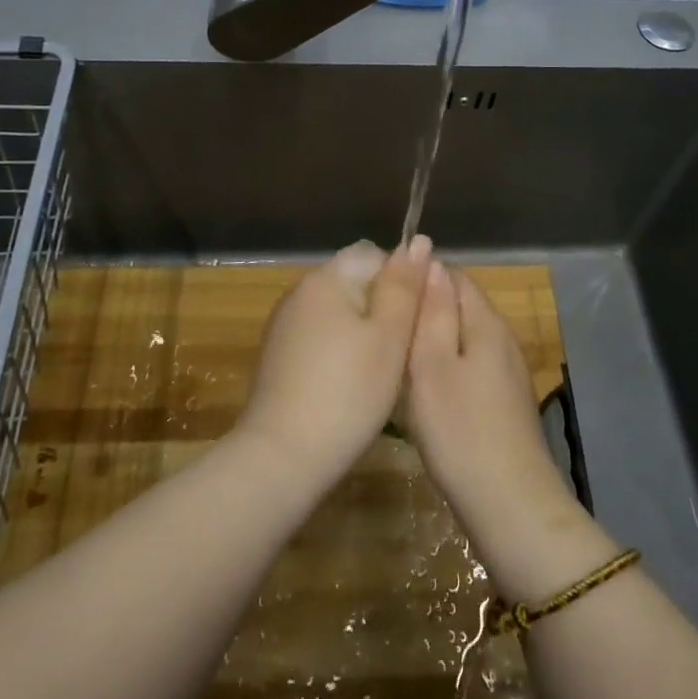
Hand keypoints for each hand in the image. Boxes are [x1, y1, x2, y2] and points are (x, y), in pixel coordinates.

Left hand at [235, 237, 432, 493]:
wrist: (282, 457)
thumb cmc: (348, 392)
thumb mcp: (389, 337)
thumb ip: (404, 286)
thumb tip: (418, 241)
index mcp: (326, 278)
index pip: (374, 255)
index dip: (402, 281)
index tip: (416, 320)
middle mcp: (300, 291)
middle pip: (355, 283)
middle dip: (383, 309)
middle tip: (403, 351)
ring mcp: (285, 324)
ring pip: (339, 313)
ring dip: (363, 333)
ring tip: (380, 373)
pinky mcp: (278, 356)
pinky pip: (320, 337)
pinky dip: (340, 352)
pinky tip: (350, 386)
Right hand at [405, 262, 598, 597]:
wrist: (510, 506)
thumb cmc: (461, 431)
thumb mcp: (432, 366)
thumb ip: (432, 312)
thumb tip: (431, 263)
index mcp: (486, 323)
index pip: (454, 276)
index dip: (419, 277)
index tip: (386, 295)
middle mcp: (503, 338)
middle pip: (461, 305)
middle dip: (426, 309)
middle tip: (386, 329)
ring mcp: (508, 371)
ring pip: (465, 337)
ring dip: (435, 340)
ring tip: (398, 357)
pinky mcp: (506, 401)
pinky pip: (472, 365)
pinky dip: (447, 367)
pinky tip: (426, 390)